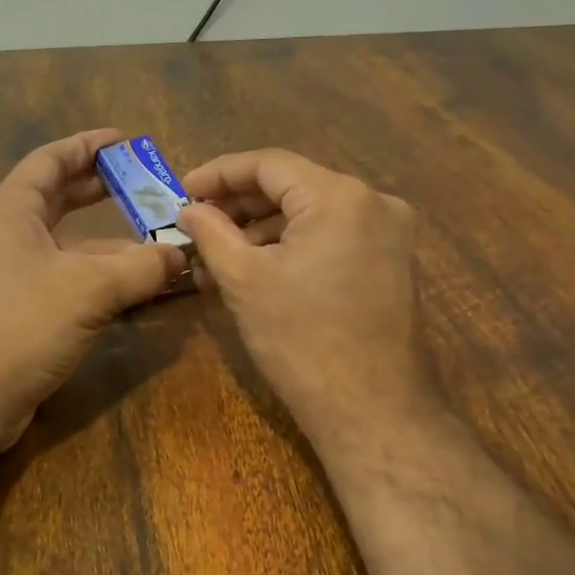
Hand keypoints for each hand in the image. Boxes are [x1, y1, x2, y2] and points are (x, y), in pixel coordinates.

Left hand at [0, 130, 186, 450]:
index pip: (51, 160)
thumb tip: (183, 254)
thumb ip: (142, 267)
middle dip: (101, 189)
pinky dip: (98, 276)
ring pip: (66, 244)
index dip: (88, 146)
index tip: (126, 140)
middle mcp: (6, 234)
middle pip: (58, 198)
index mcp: (11, 209)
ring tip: (154, 238)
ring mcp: (10, 274)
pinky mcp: (19, 309)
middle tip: (145, 183)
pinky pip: (65, 278)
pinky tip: (133, 284)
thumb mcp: (90, 289)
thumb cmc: (22, 325)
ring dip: (108, 241)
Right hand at [177, 149, 433, 451]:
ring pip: (312, 214)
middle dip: (240, 206)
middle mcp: (374, 202)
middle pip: (293, 186)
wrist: (373, 410)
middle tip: (196, 227)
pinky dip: (294, 247)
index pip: (268, 164)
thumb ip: (211, 233)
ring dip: (263, 231)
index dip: (219, 174)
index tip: (181, 192)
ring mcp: (390, 234)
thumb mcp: (244, 280)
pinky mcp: (392, 264)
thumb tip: (189, 209)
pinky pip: (333, 238)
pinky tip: (259, 272)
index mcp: (339, 196)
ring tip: (219, 260)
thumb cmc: (301, 340)